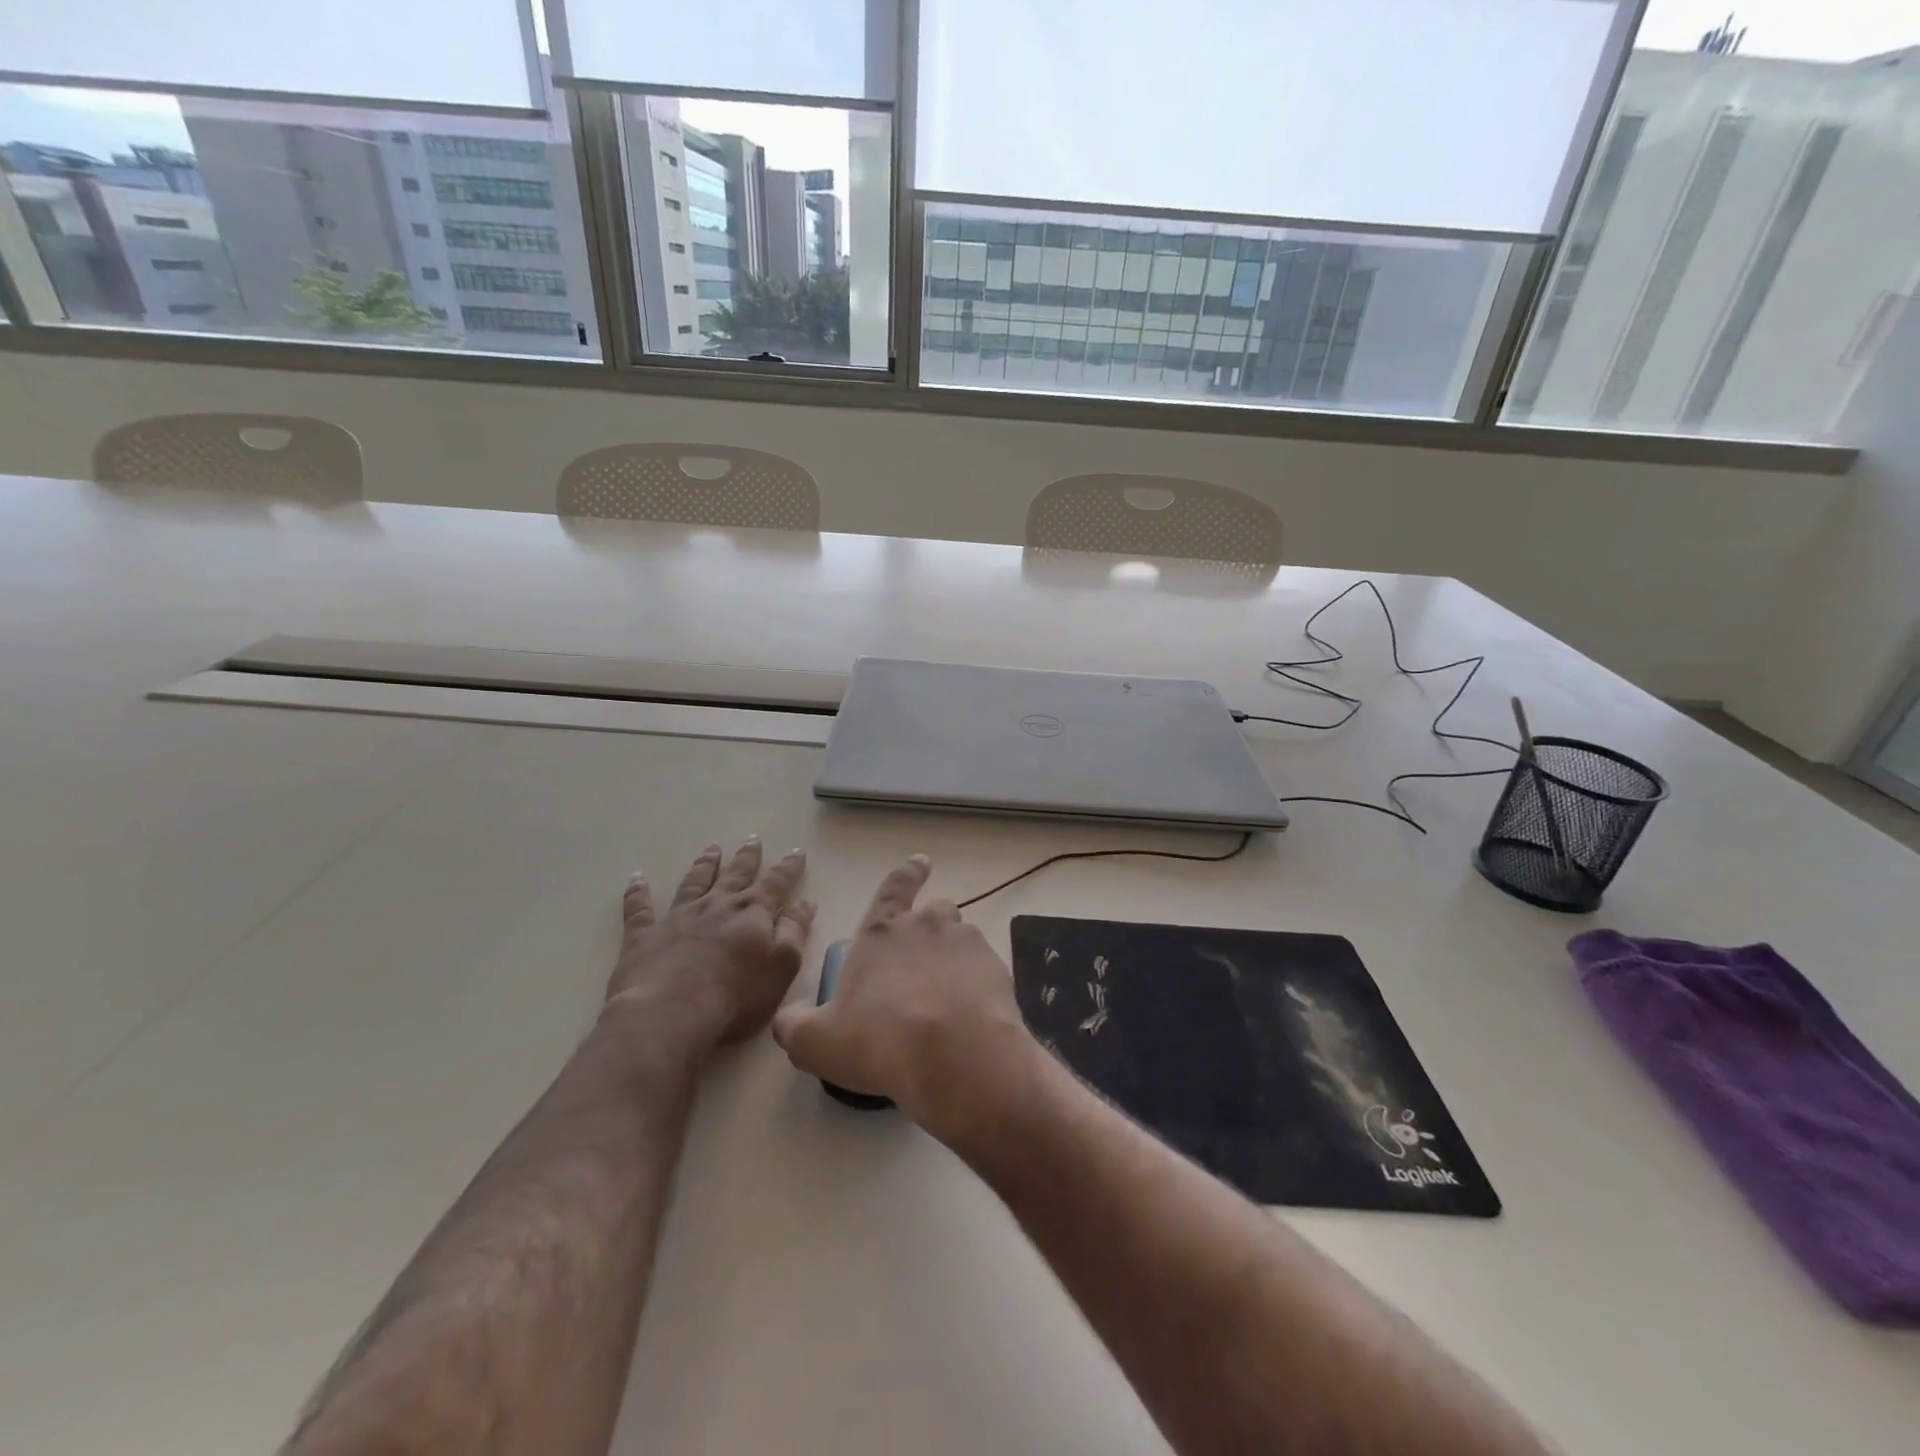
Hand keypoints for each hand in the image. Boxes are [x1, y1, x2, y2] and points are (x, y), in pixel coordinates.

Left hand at [609, 838, 814, 1053]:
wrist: (668, 1015)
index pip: (776, 883)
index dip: (788, 868)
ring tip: (711, 849)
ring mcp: (678, 918)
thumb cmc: (734, 997)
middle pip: (736, 875)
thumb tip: (806, 903)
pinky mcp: (644, 936)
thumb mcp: (781, 968)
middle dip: (747, 857)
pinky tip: (637, 879)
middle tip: (752, 839)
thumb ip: (795, 933)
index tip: (796, 851)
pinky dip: (638, 893)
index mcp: (753, 913)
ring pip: (694, 882)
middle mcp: (717, 906)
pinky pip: (639, 909)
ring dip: (704, 865)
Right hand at [772, 855, 1037, 1146]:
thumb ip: (794, 1025)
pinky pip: (985, 967)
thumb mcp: (817, 1042)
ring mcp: (966, 943)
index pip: (893, 888)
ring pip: (961, 938)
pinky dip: (977, 983)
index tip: (921, 861)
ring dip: (953, 958)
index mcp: (881, 932)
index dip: (907, 873)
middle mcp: (925, 925)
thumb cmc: (879, 1041)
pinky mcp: (996, 967)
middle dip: (928, 930)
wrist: (956, 1057)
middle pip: (932, 912)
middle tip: (922, 969)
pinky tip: (971, 1014)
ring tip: (948, 995)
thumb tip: (786, 1016)